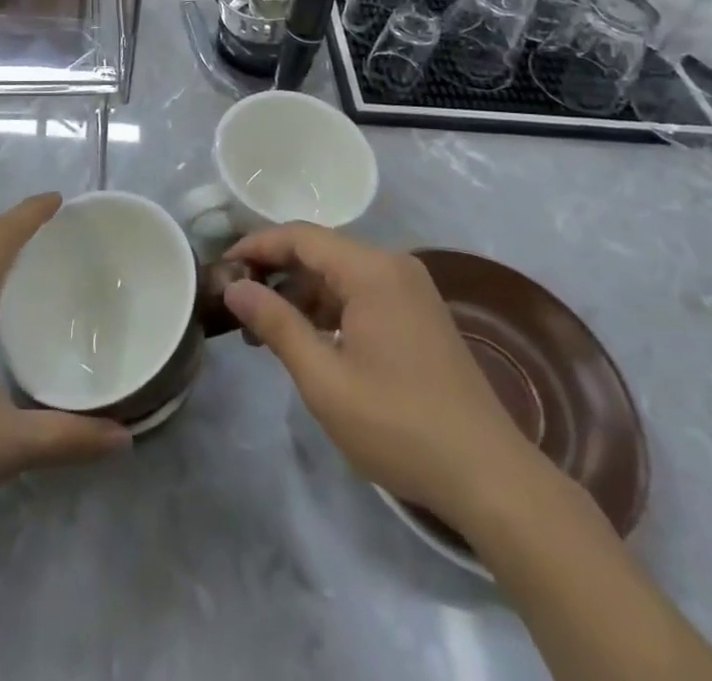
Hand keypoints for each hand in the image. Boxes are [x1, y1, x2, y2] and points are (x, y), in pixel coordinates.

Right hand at [222, 223, 540, 531]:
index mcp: (371, 269)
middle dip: (275, 272)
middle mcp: (393, 265)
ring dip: (300, 294)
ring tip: (264, 330)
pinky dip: (329, 307)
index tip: (222, 267)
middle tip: (237, 304)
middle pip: (320, 250)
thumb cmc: (398, 424)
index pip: (299, 236)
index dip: (256, 245)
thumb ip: (276, 324)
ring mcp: (410, 289)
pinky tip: (309, 339)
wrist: (489, 476)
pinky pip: (361, 292)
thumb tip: (234, 286)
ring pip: (339, 273)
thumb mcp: (324, 378)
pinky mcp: (419, 314)